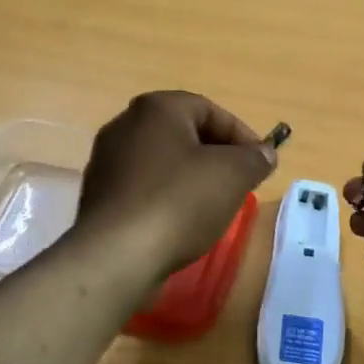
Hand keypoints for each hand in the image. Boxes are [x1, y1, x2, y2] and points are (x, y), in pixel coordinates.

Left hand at [76, 91, 276, 280]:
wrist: (116, 255)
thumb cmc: (179, 201)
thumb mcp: (232, 175)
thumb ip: (254, 158)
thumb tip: (264, 154)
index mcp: (156, 108)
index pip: (210, 110)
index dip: (241, 135)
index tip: (260, 163)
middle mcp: (125, 124)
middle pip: (184, 134)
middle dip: (216, 156)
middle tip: (239, 183)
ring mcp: (107, 160)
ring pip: (163, 162)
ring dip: (192, 178)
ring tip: (213, 207)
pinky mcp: (99, 195)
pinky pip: (144, 187)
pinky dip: (166, 197)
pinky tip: (180, 223)